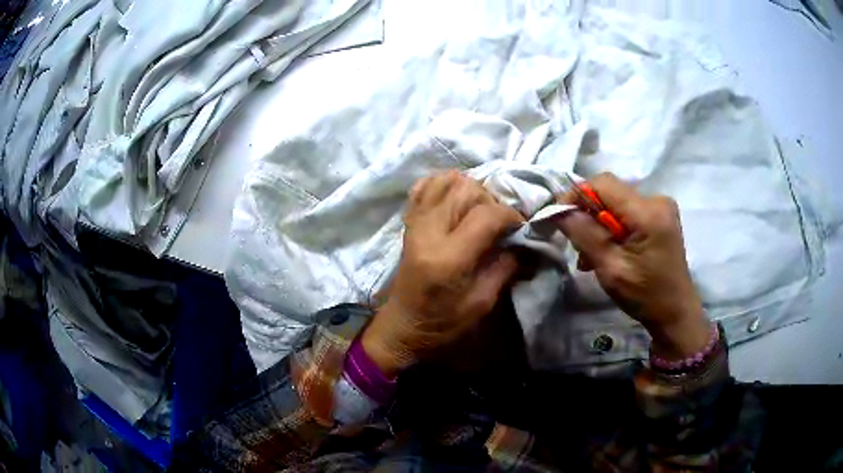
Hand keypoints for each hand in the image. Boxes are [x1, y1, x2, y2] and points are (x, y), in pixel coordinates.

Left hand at [362, 171, 523, 376]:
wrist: (403, 325)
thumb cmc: (443, 323)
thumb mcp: (482, 304)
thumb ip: (504, 267)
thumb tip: (521, 241)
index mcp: (448, 258)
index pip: (485, 215)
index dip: (510, 215)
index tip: (520, 226)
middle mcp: (428, 232)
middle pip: (466, 189)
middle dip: (491, 200)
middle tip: (498, 221)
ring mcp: (415, 222)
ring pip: (447, 180)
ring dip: (470, 189)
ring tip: (478, 209)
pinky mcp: (408, 221)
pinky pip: (425, 185)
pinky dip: (444, 183)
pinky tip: (455, 198)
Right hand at [555, 172, 710, 360]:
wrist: (675, 313)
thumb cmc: (645, 296)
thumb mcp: (611, 268)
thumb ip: (585, 234)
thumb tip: (558, 209)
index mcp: (648, 212)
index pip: (603, 183)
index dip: (577, 195)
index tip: (560, 218)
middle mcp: (657, 200)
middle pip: (610, 192)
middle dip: (588, 214)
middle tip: (576, 245)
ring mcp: (661, 207)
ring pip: (616, 203)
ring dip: (599, 224)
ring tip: (590, 256)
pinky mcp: (661, 217)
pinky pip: (628, 212)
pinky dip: (613, 228)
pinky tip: (608, 251)